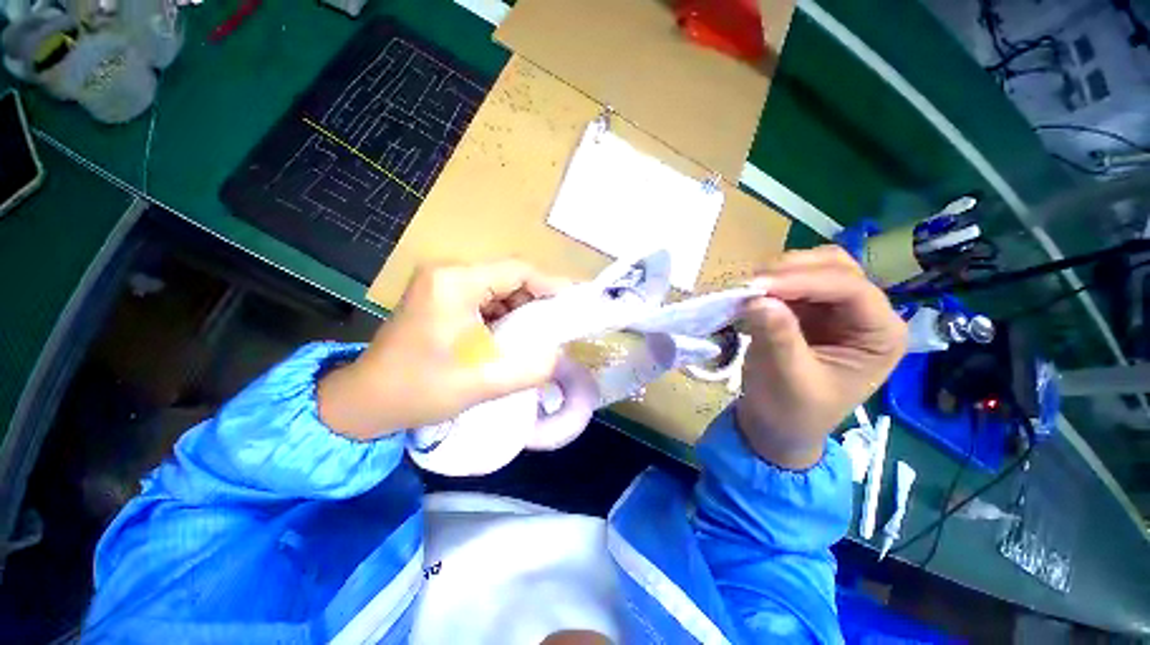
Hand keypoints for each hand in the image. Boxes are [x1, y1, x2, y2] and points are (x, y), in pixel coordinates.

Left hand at [318, 261, 568, 439]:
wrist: (365, 401)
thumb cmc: (418, 390)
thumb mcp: (482, 384)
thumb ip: (530, 370)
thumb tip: (561, 356)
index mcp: (455, 284)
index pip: (517, 271)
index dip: (550, 286)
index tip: (574, 305)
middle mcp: (448, 274)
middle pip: (509, 277)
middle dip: (537, 301)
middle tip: (559, 326)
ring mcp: (442, 284)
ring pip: (499, 288)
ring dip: (522, 310)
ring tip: (539, 335)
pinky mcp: (441, 297)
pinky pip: (485, 299)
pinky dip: (505, 315)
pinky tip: (512, 337)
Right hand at [736, 247, 907, 468]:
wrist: (777, 426)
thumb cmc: (792, 411)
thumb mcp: (788, 378)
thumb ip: (778, 337)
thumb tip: (757, 299)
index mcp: (879, 336)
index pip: (852, 290)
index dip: (806, 281)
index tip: (760, 287)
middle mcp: (864, 314)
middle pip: (837, 267)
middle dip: (793, 270)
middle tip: (752, 285)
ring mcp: (835, 309)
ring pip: (814, 267)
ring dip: (780, 273)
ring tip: (749, 290)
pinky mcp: (808, 310)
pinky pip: (791, 282)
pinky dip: (770, 283)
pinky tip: (750, 296)